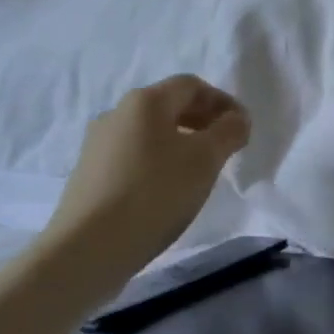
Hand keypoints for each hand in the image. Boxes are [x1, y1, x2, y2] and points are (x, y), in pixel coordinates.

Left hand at [44, 77, 250, 274]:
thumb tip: (236, 120)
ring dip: (182, 142)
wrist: (90, 247)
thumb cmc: (156, 193)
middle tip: (227, 147)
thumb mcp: (206, 160)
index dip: (223, 102)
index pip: (192, 86)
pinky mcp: (90, 173)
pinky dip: (160, 160)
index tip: (243, 129)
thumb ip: (229, 132)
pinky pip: (134, 154)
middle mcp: (117, 113)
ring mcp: (99, 144)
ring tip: (201, 171)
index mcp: (145, 102)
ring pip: (151, 132)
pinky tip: (169, 189)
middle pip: (169, 105)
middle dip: (204, 121)